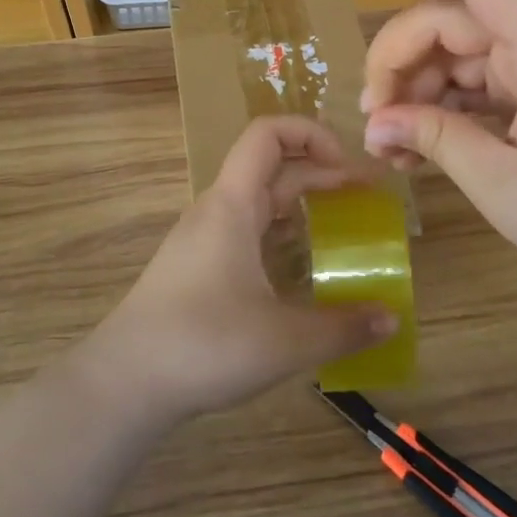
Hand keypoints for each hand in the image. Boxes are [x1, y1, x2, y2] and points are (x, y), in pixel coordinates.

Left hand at [77, 116, 398, 427]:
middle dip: (319, 172)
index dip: (311, 133)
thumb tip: (392, 319)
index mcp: (233, 205)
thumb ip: (344, 328)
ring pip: (257, 202)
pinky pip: (246, 232)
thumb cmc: (203, 344)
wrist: (124, 383)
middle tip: (362, 198)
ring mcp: (203, 239)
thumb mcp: (285, 340)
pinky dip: (279, 234)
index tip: (347, 167)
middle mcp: (217, 211)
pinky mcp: (197, 268)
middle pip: (270, 167)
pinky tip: (299, 269)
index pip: (268, 134)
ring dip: (299, 204)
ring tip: (339, 228)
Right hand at [346, 0, 516, 297]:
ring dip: (418, 88)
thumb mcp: (505, 186)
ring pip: (460, 53)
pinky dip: (445, 107)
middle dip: (400, 58)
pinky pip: (479, 83)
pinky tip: (417, 148)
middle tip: (372, 119)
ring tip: (390, 146)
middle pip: (453, 19)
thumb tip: (374, 123)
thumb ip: (435, 140)